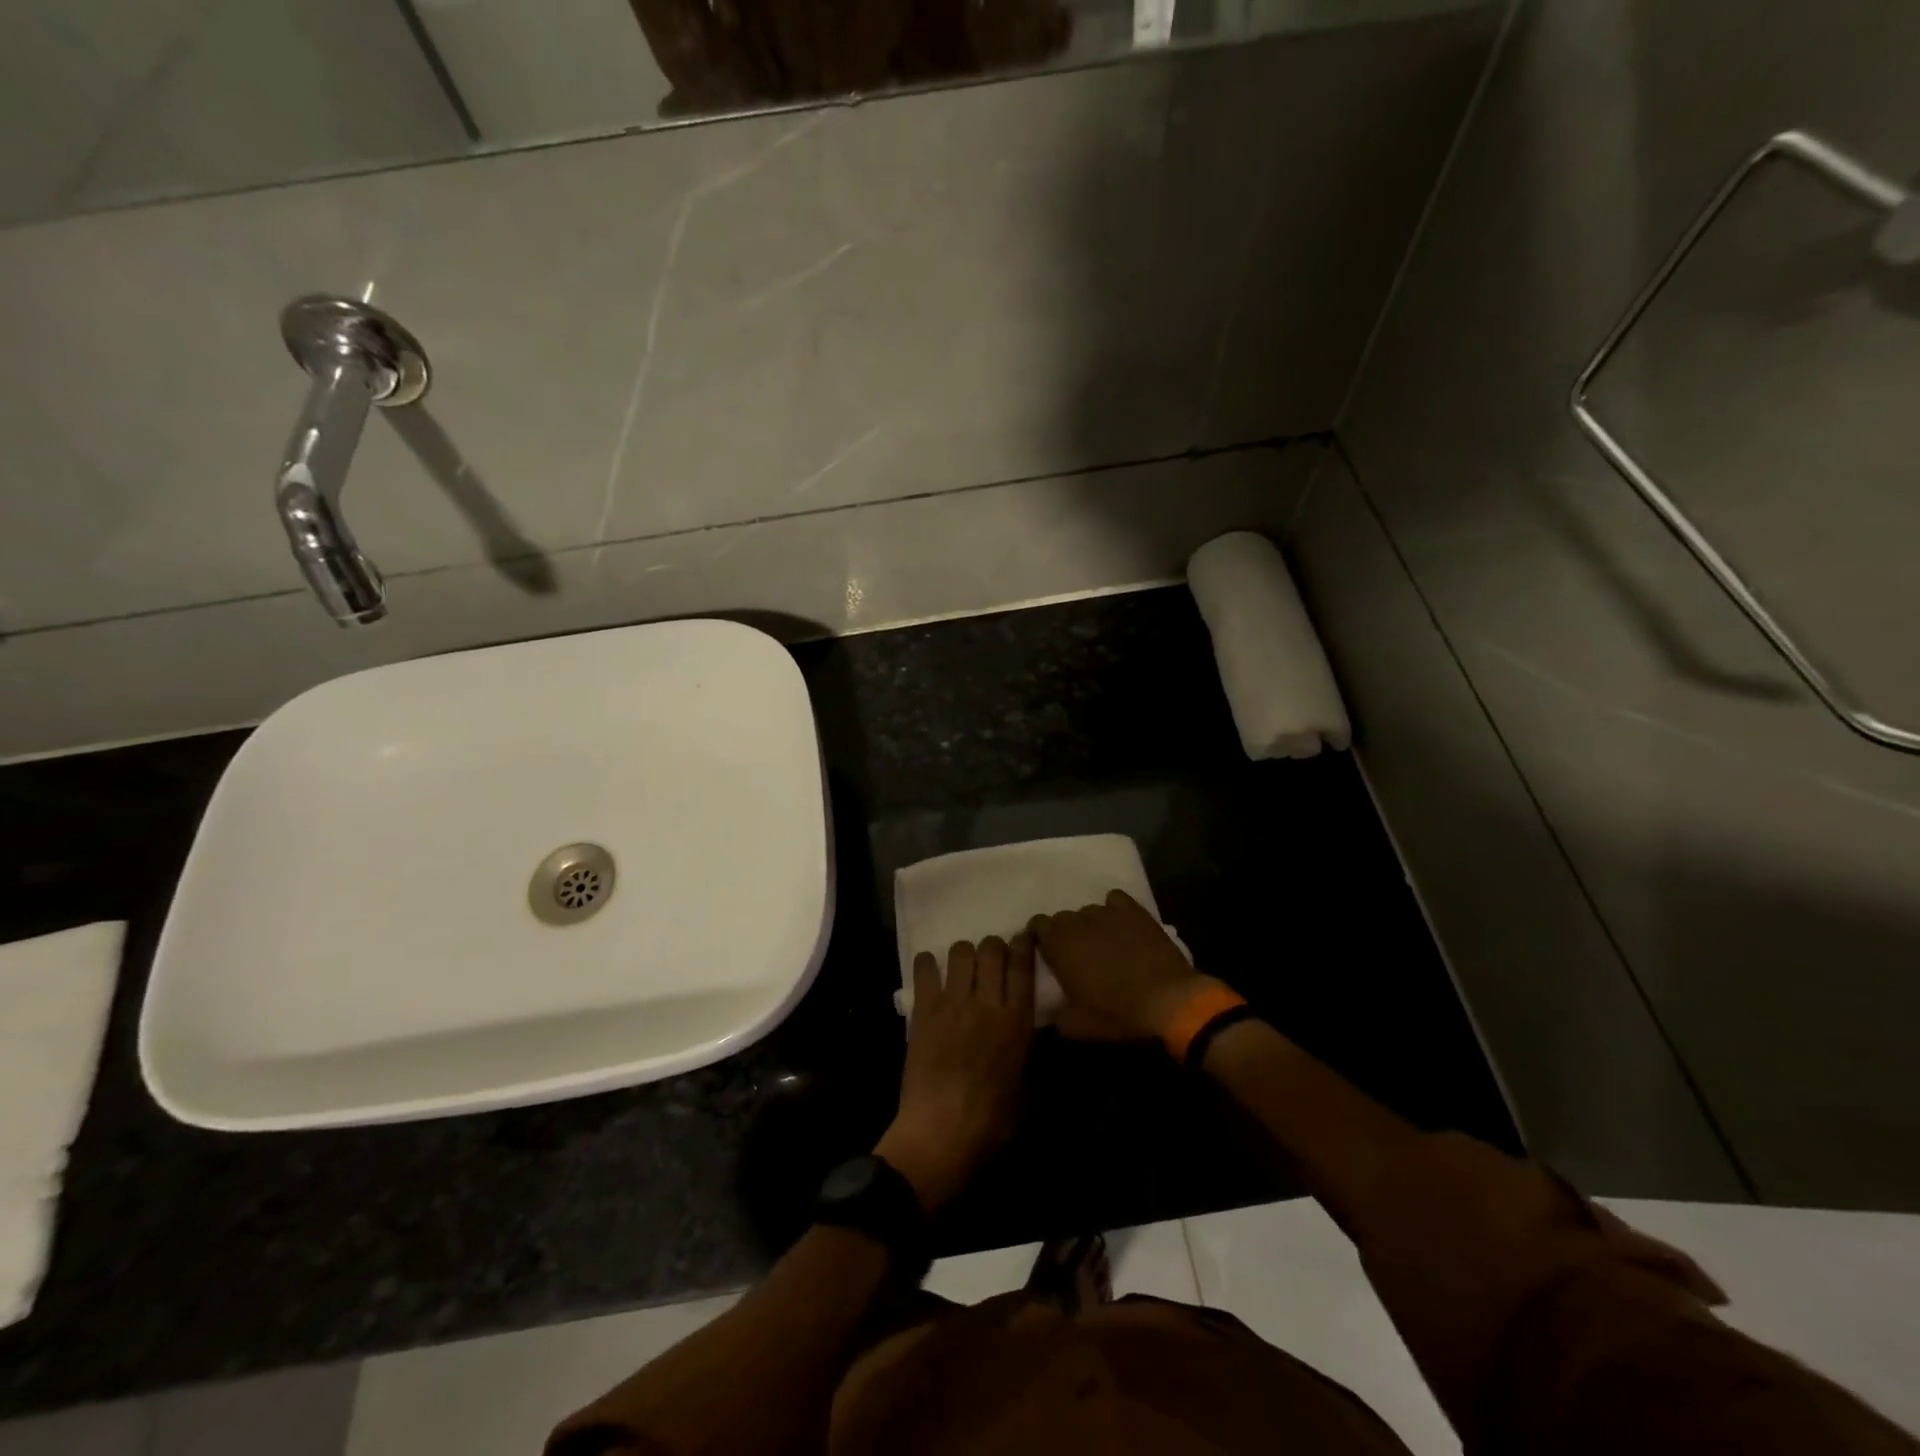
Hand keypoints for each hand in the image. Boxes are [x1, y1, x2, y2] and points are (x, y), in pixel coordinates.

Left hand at [876, 934, 1035, 1211]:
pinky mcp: (924, 1010)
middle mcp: (987, 1002)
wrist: (941, 1132)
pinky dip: (928, 964)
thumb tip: (1028, 1034)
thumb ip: (1028, 1052)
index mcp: (1017, 1020)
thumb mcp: (1026, 1088)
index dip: (1024, 944)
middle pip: (992, 948)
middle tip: (990, 959)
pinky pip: (926, 969)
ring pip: (961, 951)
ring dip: (964, 954)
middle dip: (993, 947)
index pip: (1023, 965)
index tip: (1023, 938)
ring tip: (961, 968)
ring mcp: (953, 1003)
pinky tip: (931, 972)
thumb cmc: (991, 1122)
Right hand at [1029, 889, 1223, 1040]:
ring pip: (1088, 911)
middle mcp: (1078, 921)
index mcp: (1058, 944)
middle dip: (1066, 934)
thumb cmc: (1117, 1013)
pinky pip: (1115, 900)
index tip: (1049, 954)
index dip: (1041, 938)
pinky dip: (1114, 910)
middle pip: (1062, 918)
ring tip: (1104, 944)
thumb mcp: (1078, 1026)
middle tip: (1078, 955)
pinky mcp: (1133, 910)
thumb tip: (1051, 1008)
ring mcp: (1106, 912)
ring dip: (1090, 925)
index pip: (1036, 925)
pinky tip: (1122, 926)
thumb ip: (1056, 1013)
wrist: (1168, 999)